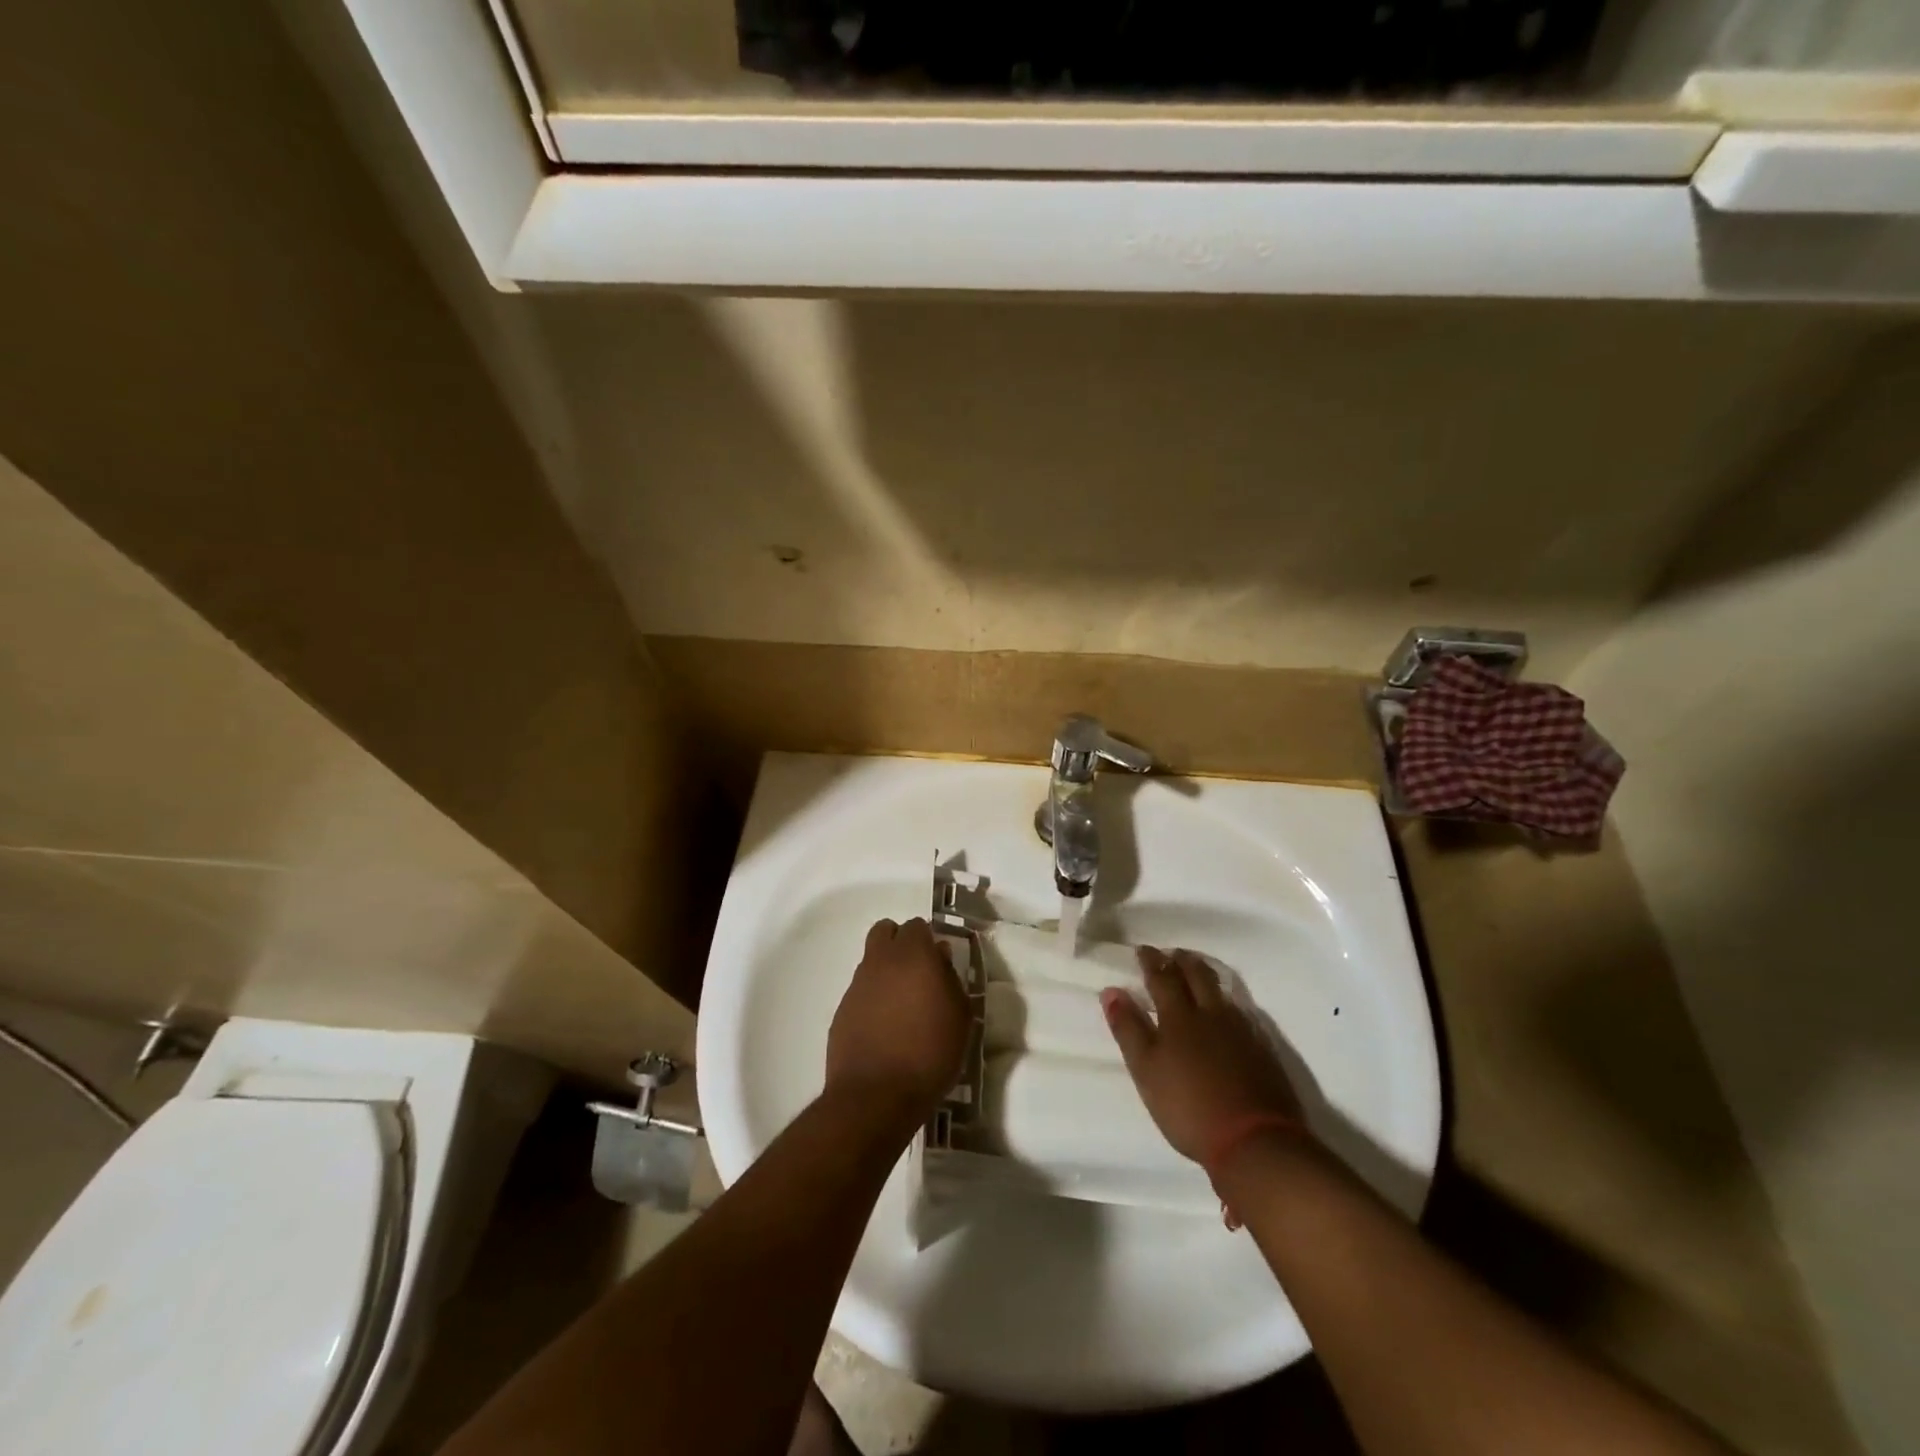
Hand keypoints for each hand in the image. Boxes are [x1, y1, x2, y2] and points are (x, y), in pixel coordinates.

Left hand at [826, 918, 970, 1123]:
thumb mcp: (960, 1017)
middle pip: (885, 931)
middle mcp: (881, 961)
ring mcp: (857, 985)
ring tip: (902, 1005)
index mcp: (913, 956)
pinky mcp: (842, 1010)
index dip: (929, 941)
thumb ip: (951, 978)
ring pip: (871, 960)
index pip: (918, 926)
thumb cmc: (930, 1054)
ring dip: (886, 971)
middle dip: (901, 943)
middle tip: (918, 972)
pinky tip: (884, 1027)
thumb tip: (940, 957)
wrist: (876, 1096)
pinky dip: (872, 998)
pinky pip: (860, 990)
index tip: (939, 963)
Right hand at [1102, 946, 1302, 1164]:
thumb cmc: (1190, 1107)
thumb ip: (1128, 1029)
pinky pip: (1241, 1009)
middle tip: (1171, 953)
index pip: (1162, 977)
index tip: (1142, 949)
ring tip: (1197, 970)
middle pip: (1196, 975)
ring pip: (1221, 990)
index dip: (1151, 961)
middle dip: (1181, 960)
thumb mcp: (1147, 1071)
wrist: (1255, 1142)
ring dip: (1205, 974)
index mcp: (1179, 1017)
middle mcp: (1211, 1014)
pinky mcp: (1262, 1048)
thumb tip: (1111, 990)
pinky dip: (1227, 999)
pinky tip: (1226, 1009)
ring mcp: (1241, 1030)